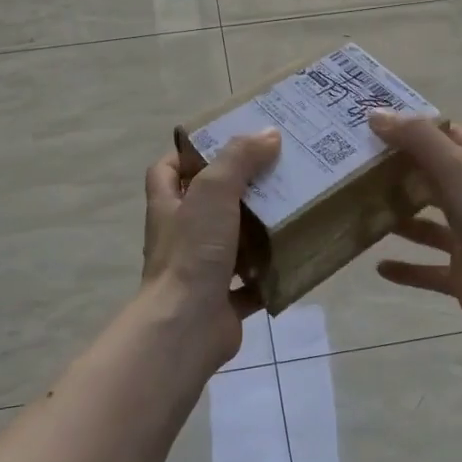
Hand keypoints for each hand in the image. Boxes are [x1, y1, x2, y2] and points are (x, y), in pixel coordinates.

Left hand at [141, 130, 281, 366]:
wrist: (186, 327)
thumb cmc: (192, 252)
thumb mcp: (213, 191)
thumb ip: (239, 159)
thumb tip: (268, 133)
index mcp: (168, 206)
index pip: (167, 170)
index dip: (188, 154)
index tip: (224, 143)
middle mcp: (180, 236)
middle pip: (206, 204)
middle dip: (237, 189)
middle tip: (274, 171)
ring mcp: (200, 270)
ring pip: (231, 242)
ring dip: (257, 229)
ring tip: (292, 207)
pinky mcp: (222, 301)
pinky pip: (250, 282)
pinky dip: (270, 272)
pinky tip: (295, 256)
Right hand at [367, 112, 461, 336]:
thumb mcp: (455, 167)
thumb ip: (417, 139)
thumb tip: (375, 114)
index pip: (450, 137)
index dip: (421, 128)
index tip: (382, 124)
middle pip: (434, 179)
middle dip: (401, 174)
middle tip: (359, 167)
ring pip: (428, 224)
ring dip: (400, 219)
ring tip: (364, 213)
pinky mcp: (461, 273)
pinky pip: (427, 269)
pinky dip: (405, 268)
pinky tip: (379, 267)